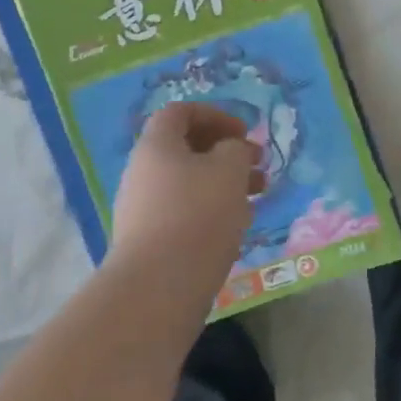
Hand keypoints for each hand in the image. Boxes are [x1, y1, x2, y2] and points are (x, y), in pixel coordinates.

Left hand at [105, 103, 261, 306]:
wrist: (157, 288)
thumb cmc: (197, 215)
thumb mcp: (229, 169)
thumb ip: (235, 149)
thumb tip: (229, 151)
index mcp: (156, 145)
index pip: (181, 112)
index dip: (215, 115)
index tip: (243, 133)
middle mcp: (143, 171)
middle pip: (186, 148)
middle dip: (226, 153)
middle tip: (258, 165)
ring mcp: (142, 208)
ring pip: (188, 183)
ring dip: (223, 183)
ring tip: (257, 197)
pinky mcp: (149, 241)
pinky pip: (183, 212)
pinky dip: (211, 210)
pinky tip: (236, 226)